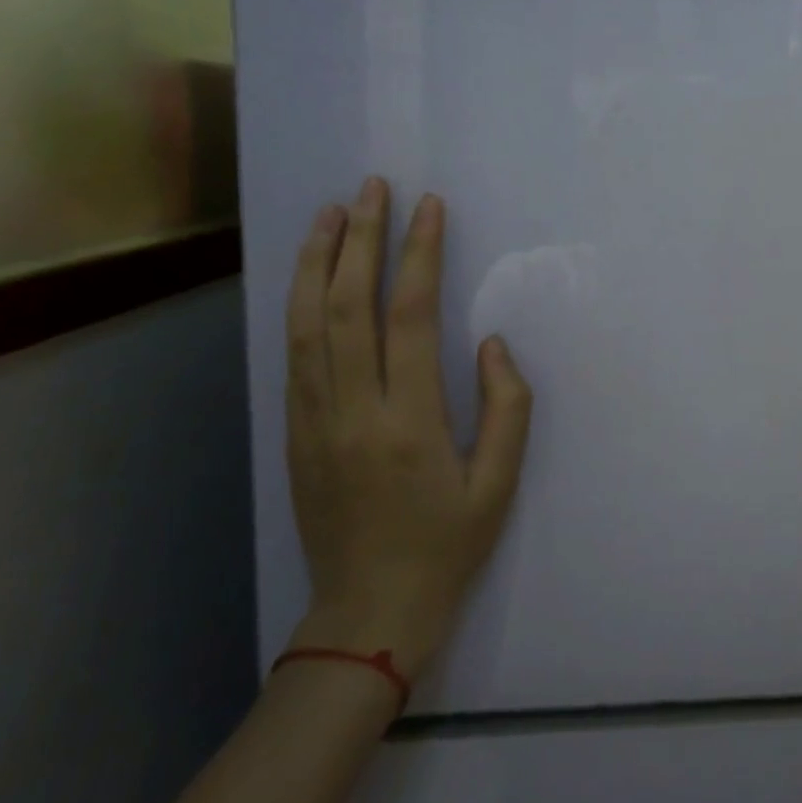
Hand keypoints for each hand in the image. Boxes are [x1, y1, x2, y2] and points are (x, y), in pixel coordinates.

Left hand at [283, 178, 532, 686]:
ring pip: (307, 325)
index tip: (429, 207)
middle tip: (372, 188)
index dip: (419, 254)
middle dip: (360, 239)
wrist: (367, 614)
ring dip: (316, 262)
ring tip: (330, 213)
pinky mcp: (295, 434)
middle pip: (347, 307)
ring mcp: (314, 422)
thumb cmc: (447, 547)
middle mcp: (353, 412)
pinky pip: (295, 356)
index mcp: (410, 423)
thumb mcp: (499, 484)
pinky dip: (299, 306)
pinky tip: (310, 276)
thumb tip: (491, 343)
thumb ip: (507, 408)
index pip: (410, 317)